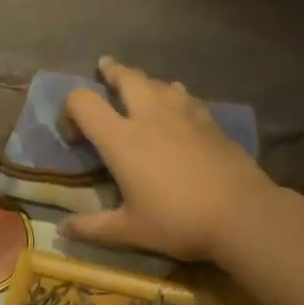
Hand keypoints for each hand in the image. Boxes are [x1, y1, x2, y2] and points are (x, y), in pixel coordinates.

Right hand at [58, 58, 273, 259]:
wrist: (240, 214)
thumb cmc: (177, 222)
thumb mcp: (128, 231)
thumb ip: (92, 228)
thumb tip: (63, 230)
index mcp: (122, 140)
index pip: (84, 102)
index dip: (70, 111)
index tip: (74, 134)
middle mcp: (150, 117)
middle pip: (126, 77)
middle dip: (111, 73)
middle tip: (104, 73)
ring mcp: (184, 115)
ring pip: (158, 82)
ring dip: (143, 82)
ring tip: (139, 89)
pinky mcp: (210, 121)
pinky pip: (185, 96)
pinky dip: (173, 95)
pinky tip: (177, 108)